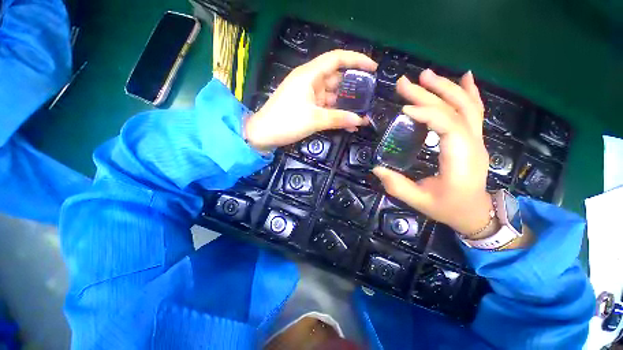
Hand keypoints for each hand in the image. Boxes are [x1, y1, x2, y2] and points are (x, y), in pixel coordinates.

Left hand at [244, 50, 377, 150]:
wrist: (264, 134)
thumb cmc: (286, 122)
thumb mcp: (314, 120)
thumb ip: (338, 119)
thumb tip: (360, 121)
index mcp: (309, 75)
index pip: (336, 59)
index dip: (356, 60)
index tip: (373, 68)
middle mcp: (309, 81)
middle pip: (336, 79)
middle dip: (353, 89)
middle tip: (369, 99)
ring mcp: (307, 94)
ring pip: (331, 96)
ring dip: (345, 106)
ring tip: (361, 117)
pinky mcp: (306, 106)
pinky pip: (325, 107)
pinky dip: (335, 114)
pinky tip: (347, 124)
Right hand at [372, 69, 492, 234]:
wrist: (476, 213)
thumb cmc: (448, 208)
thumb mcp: (420, 202)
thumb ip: (397, 186)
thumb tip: (376, 168)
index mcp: (460, 161)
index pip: (449, 127)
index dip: (428, 114)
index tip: (403, 109)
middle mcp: (473, 145)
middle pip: (455, 110)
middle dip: (429, 94)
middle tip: (405, 82)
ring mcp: (477, 139)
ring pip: (467, 105)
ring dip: (446, 87)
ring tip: (425, 75)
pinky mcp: (474, 138)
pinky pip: (475, 110)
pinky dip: (470, 91)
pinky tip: (464, 76)